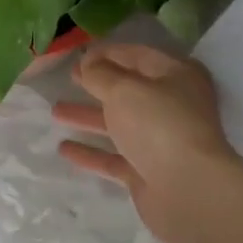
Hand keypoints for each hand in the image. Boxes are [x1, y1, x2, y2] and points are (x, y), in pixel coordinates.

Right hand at [54, 44, 242, 242]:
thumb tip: (87, 63)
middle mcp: (171, 106)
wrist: (187, 189)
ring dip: (88, 117)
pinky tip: (63, 148)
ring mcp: (160, 141)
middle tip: (69, 78)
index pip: (138, 56)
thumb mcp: (124, 90)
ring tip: (55, 111)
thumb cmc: (159, 125)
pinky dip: (91, 152)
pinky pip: (114, 157)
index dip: (108, 54)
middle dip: (97, 84)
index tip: (78, 55)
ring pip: (119, 124)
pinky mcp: (147, 172)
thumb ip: (100, 74)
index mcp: (176, 76)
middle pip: (129, 91)